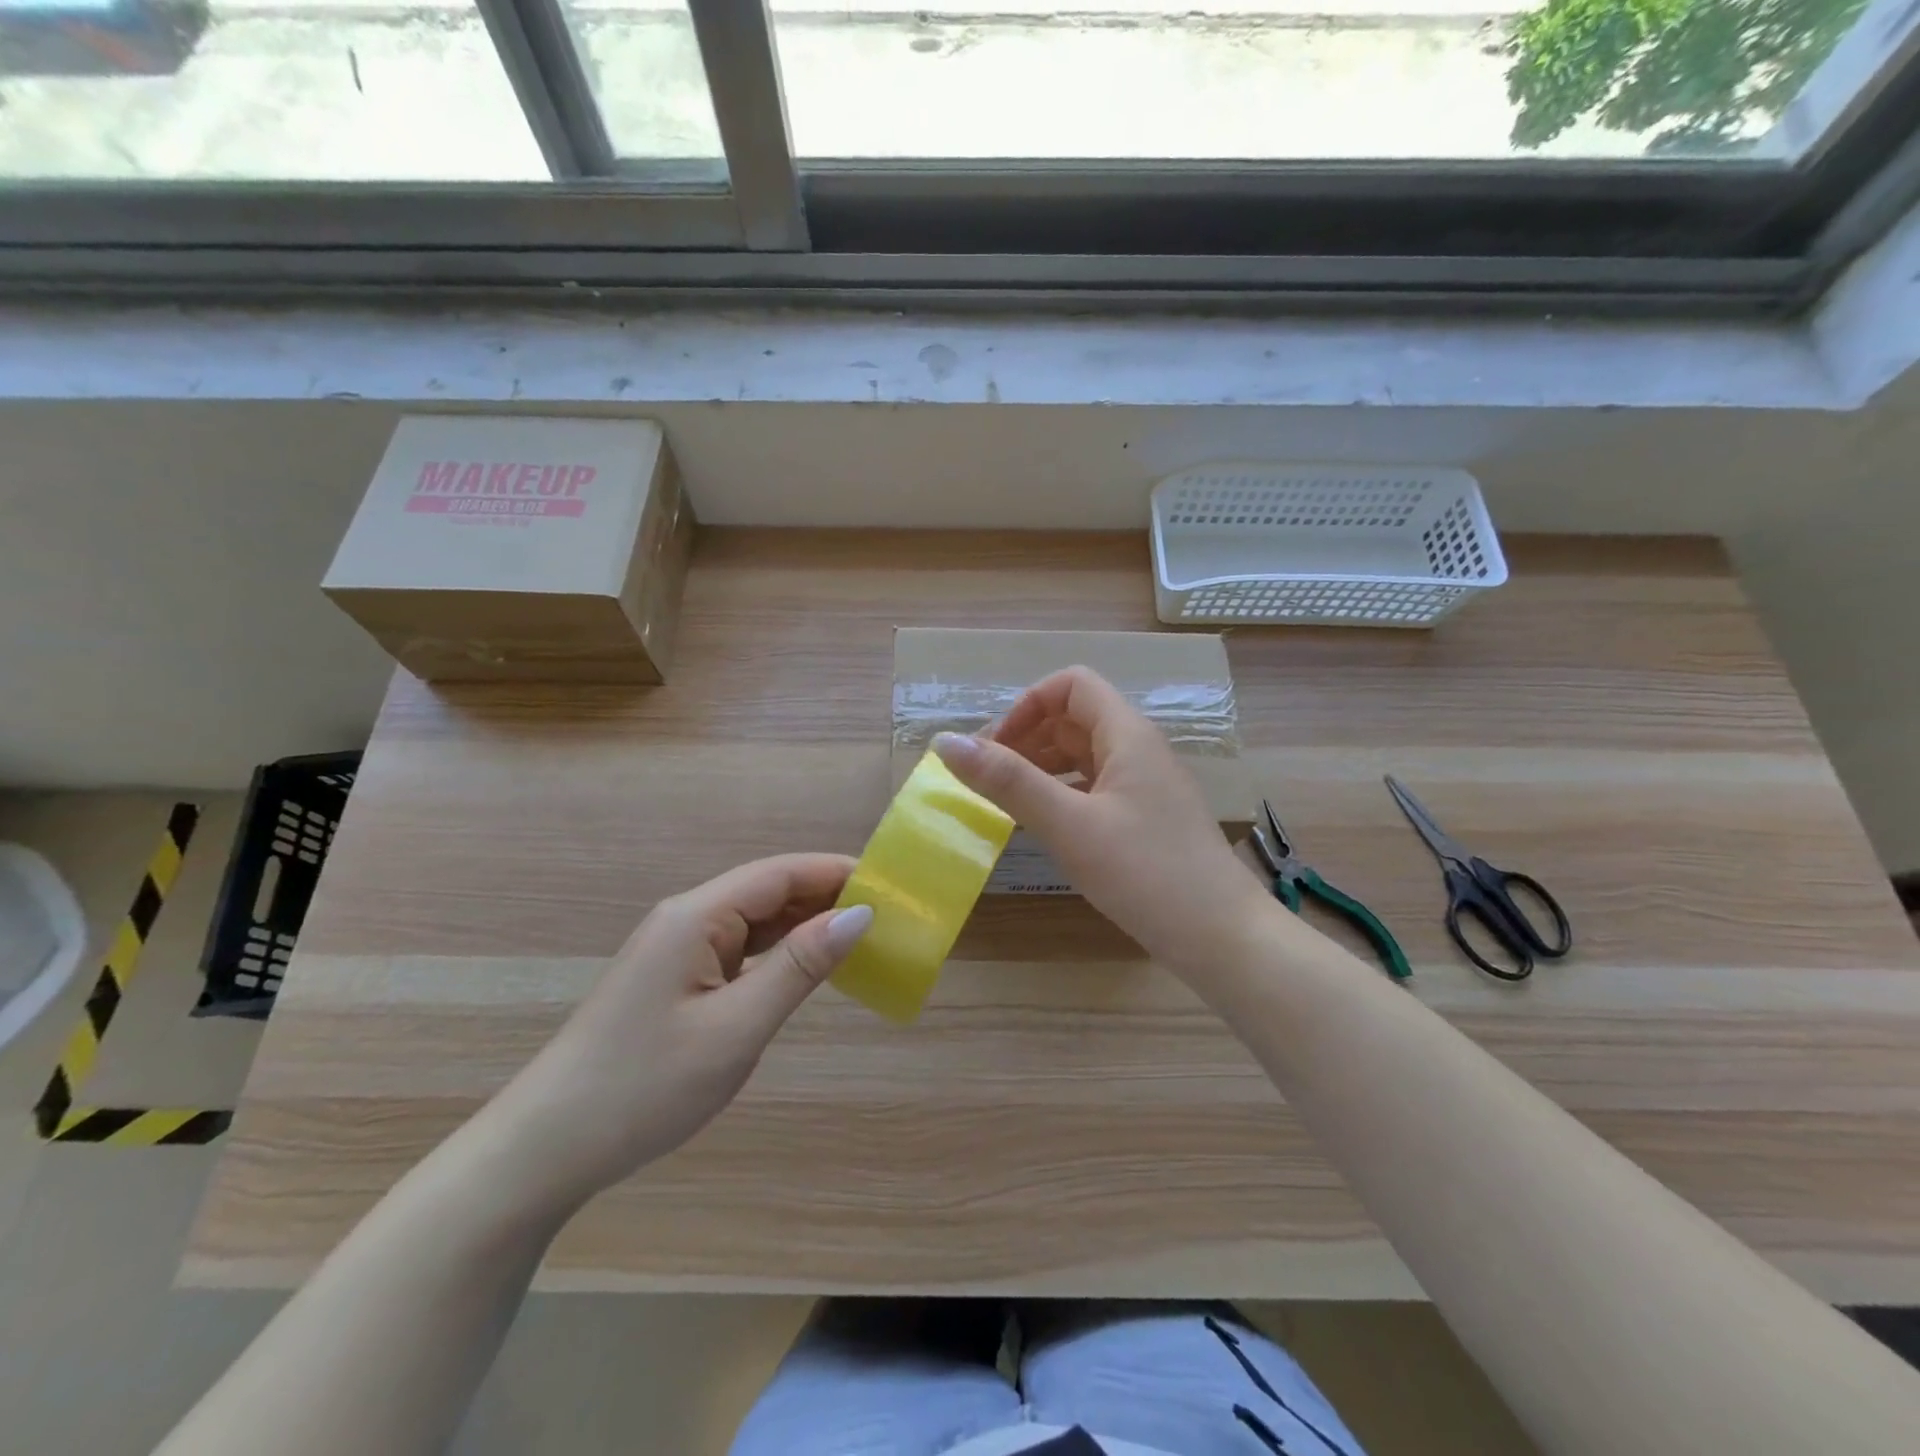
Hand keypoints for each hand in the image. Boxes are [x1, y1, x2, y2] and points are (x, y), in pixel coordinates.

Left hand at [491, 855, 871, 1206]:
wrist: (546, 1150)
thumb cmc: (645, 1086)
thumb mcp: (736, 1028)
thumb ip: (799, 966)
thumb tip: (860, 915)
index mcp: (697, 916)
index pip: (781, 873)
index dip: (836, 872)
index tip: (891, 883)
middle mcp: (687, 918)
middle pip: (768, 890)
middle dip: (827, 896)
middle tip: (887, 915)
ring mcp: (677, 949)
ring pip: (754, 919)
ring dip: (805, 924)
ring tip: (860, 937)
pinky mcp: (674, 978)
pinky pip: (739, 949)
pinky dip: (779, 952)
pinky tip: (805, 967)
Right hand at [933, 667, 1270, 972]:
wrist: (1222, 937)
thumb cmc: (1145, 872)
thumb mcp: (1069, 825)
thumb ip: (1008, 781)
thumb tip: (945, 741)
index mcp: (1126, 734)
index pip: (1071, 685)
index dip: (1027, 705)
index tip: (994, 748)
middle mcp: (1139, 749)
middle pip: (1075, 718)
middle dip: (1027, 736)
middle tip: (988, 778)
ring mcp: (1146, 785)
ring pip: (1084, 754)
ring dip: (1042, 766)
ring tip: (1006, 800)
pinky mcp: (1146, 818)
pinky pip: (1095, 787)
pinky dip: (1062, 793)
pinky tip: (1044, 824)